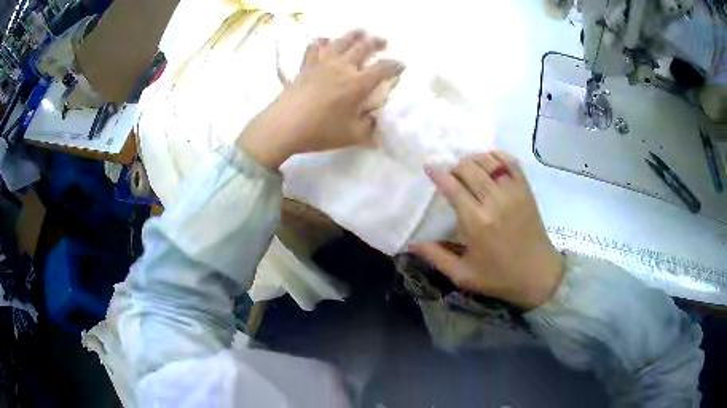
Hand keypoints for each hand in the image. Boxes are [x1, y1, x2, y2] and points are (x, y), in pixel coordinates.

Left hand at [237, 30, 404, 169]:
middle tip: (383, 42)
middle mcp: (343, 67)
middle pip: (364, 47)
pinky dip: (320, 42)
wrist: (285, 125)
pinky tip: (323, 40)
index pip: (383, 68)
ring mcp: (323, 64)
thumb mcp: (352, 136)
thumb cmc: (321, 131)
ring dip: (353, 34)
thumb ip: (369, 128)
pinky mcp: (306, 66)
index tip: (401, 65)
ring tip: (361, 31)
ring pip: (341, 41)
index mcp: (358, 84)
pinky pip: (314, 48)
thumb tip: (376, 122)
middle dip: (377, 42)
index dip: (395, 65)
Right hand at [410, 151, 564, 309]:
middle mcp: (494, 201)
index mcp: (476, 222)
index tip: (429, 168)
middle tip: (450, 175)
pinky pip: (510, 162)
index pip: (452, 186)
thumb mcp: (463, 275)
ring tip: (467, 168)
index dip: (437, 174)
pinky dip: (497, 156)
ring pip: (488, 161)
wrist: (538, 275)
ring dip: (473, 160)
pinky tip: (489, 161)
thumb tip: (410, 244)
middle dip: (454, 167)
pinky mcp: (526, 190)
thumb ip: (436, 257)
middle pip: (468, 168)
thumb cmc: (499, 277)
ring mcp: (513, 192)